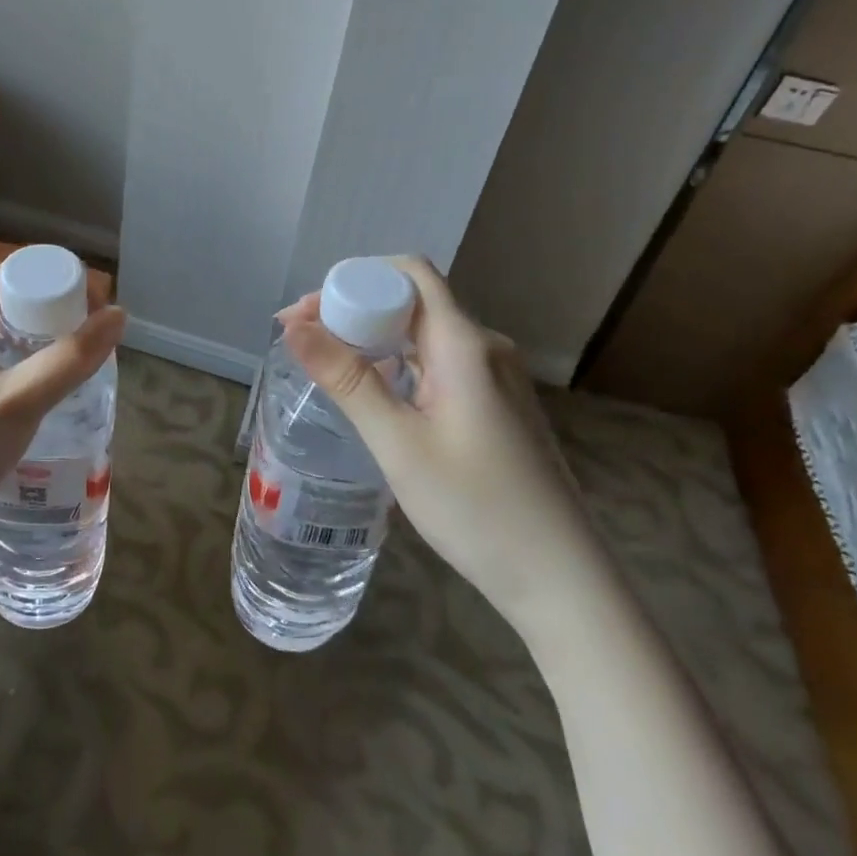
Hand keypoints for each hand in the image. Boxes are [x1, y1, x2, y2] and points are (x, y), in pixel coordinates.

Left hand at [0, 263, 125, 565]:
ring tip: (80, 369)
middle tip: (98, 346)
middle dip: (61, 312)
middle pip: (15, 295)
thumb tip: (120, 315)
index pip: (23, 270)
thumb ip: (71, 359)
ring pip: (4, 329)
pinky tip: (42, 394)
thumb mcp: (17, 405)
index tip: (105, 314)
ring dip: (44, 340)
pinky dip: (22, 363)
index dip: (69, 282)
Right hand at [278, 257, 605, 624]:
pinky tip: (375, 392)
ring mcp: (496, 376)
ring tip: (328, 363)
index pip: (409, 274)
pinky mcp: (497, 403)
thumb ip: (346, 380)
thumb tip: (294, 327)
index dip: (355, 279)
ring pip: (425, 333)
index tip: (308, 311)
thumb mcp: (399, 444)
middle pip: (413, 300)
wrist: (562, 581)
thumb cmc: (476, 509)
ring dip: (375, 337)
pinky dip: (400, 363)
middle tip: (303, 338)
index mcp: (465, 345)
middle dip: (355, 308)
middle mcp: (485, 347)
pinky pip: (440, 362)